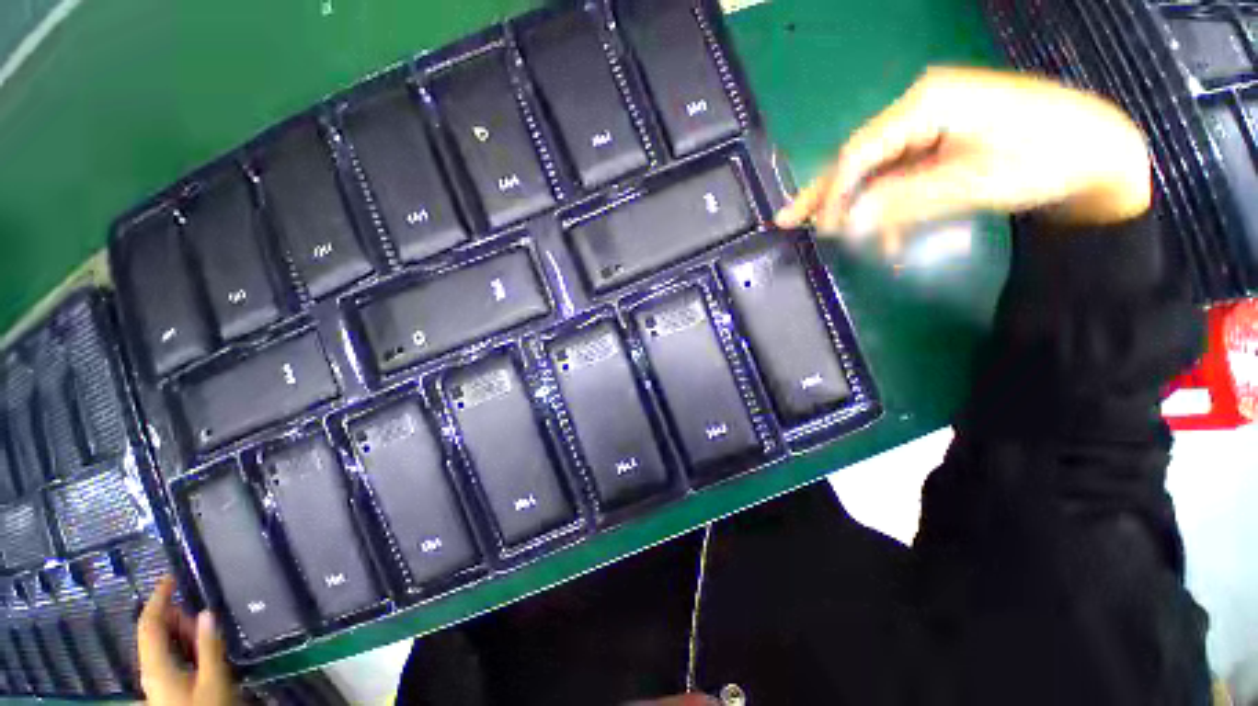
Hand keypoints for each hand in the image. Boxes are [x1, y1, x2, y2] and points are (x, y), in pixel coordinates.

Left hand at [137, 576, 238, 705]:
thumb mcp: (213, 678)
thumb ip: (209, 646)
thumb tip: (206, 612)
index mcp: (156, 665)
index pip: (149, 623)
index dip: (158, 598)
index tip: (170, 577)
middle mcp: (149, 669)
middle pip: (153, 633)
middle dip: (175, 617)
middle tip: (200, 613)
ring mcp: (156, 679)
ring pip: (160, 646)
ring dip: (180, 632)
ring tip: (203, 631)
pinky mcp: (164, 686)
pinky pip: (167, 656)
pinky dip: (181, 646)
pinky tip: (199, 650)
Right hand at [775, 66, 1151, 248]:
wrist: (1097, 149)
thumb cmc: (1042, 158)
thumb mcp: (969, 183)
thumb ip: (900, 201)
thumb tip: (845, 223)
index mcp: (925, 103)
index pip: (859, 151)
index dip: (833, 193)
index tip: (819, 229)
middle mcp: (919, 106)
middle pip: (858, 156)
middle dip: (826, 194)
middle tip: (788, 220)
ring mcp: (929, 122)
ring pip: (876, 170)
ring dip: (860, 207)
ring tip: (838, 239)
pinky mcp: (940, 139)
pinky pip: (900, 174)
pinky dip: (890, 206)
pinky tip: (887, 236)